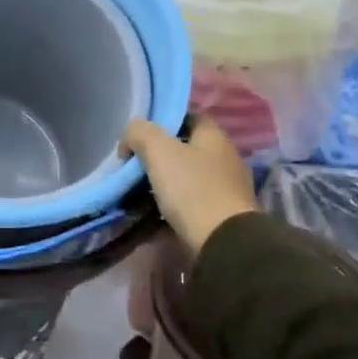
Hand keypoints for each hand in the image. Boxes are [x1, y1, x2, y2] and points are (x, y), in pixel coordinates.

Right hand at [123, 117, 255, 255]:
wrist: (223, 242)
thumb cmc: (192, 188)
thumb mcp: (158, 150)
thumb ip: (140, 132)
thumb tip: (130, 136)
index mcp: (215, 136)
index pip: (187, 116)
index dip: (162, 120)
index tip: (139, 135)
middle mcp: (225, 157)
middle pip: (186, 147)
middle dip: (160, 154)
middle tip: (134, 164)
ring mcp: (227, 187)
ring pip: (187, 175)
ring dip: (165, 181)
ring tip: (139, 190)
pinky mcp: (223, 214)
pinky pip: (192, 201)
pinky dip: (174, 204)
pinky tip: (155, 212)